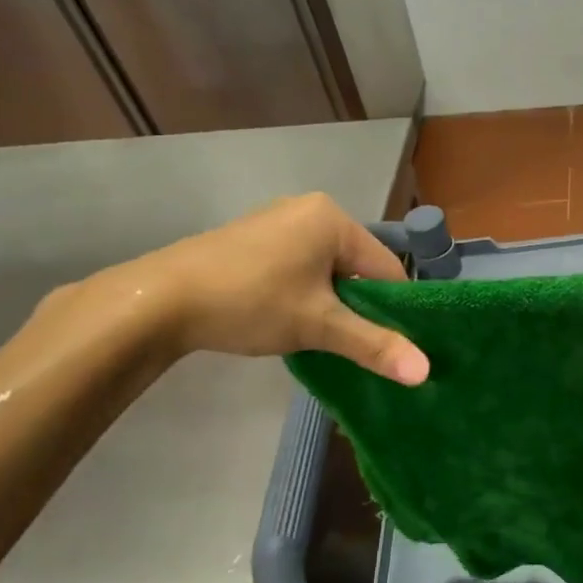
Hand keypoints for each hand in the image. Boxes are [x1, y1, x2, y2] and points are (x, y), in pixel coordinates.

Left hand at [118, 194, 429, 382]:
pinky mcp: (253, 238)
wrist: (156, 301)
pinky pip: (300, 265)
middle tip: (347, 342)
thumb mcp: (319, 325)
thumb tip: (425, 373)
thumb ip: (375, 345)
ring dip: (331, 303)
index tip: (387, 344)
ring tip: (317, 334)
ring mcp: (278, 221)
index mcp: (333, 218)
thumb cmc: (250, 302)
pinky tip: (288, 317)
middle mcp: (309, 209)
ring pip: (328, 269)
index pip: (387, 268)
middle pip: (357, 267)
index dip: (392, 309)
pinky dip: (305, 292)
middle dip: (358, 306)